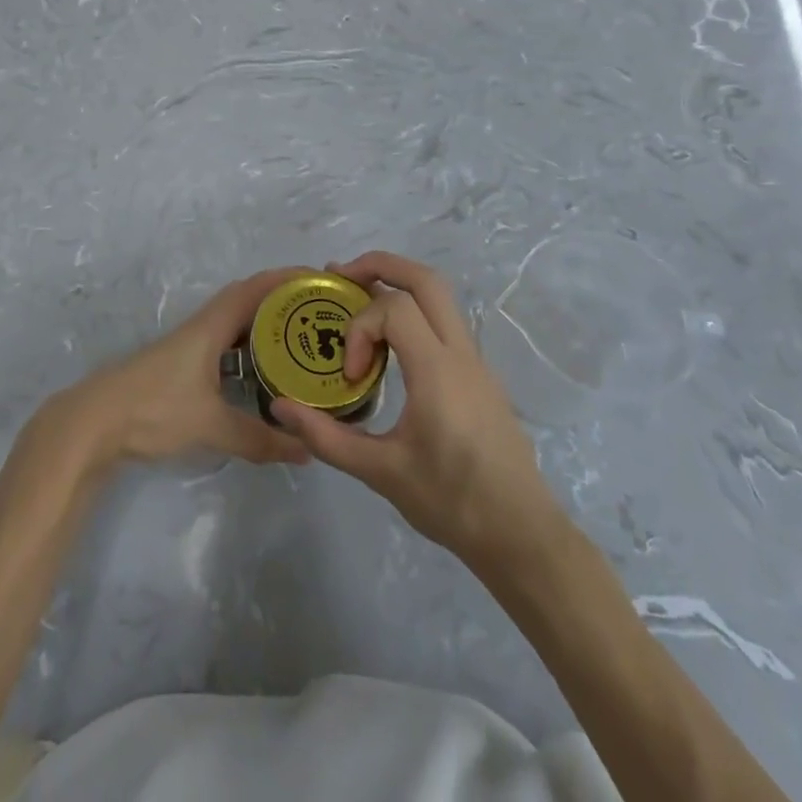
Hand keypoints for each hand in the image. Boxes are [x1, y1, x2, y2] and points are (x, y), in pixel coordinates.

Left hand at [42, 269, 311, 470]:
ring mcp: (188, 346)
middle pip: (246, 300)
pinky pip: (223, 343)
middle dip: (281, 301)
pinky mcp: (180, 365)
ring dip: (263, 323)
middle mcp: (201, 327)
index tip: (319, 279)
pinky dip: (246, 347)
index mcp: (210, 327)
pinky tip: (259, 370)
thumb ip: (258, 439)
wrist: (94, 422)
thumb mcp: (211, 426)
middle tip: (318, 312)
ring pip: (233, 323)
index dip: (286, 279)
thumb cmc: (154, 409)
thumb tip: (305, 451)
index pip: (254, 289)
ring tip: (299, 339)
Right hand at [271, 252, 550, 566]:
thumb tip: (279, 407)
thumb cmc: (451, 503)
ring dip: (398, 286)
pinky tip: (389, 350)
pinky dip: (413, 314)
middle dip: (380, 265)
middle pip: (425, 279)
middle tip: (341, 276)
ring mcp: (475, 362)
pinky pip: (444, 324)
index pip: (394, 308)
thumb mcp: (380, 472)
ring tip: (358, 302)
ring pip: (440, 297)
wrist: (522, 535)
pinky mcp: (480, 376)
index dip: (361, 328)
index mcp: (437, 371)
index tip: (352, 375)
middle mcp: (460, 354)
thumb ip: (326, 437)